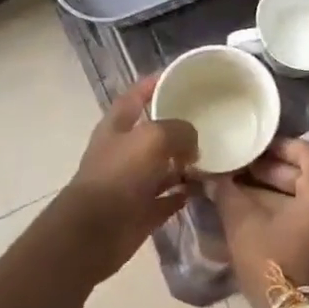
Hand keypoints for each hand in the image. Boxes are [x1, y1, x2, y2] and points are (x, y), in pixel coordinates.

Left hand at [64, 75, 198, 279]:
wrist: (94, 232)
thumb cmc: (119, 175)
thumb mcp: (153, 138)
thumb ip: (179, 131)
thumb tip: (194, 145)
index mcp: (117, 127)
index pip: (135, 96)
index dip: (152, 84)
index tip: (178, 76)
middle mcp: (123, 151)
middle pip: (153, 132)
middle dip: (178, 126)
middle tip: (208, 119)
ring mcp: (132, 182)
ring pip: (164, 166)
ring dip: (185, 163)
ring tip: (214, 156)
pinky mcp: (141, 211)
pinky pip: (168, 198)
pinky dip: (184, 193)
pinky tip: (204, 187)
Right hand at [208, 138, 308, 307]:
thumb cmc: (277, 266)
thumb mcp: (245, 226)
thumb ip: (228, 194)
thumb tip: (211, 176)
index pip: (305, 150)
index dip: (275, 146)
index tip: (248, 146)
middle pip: (306, 174)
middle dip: (270, 170)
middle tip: (238, 168)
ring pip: (308, 198)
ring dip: (275, 192)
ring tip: (239, 190)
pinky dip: (288, 211)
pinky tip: (256, 215)